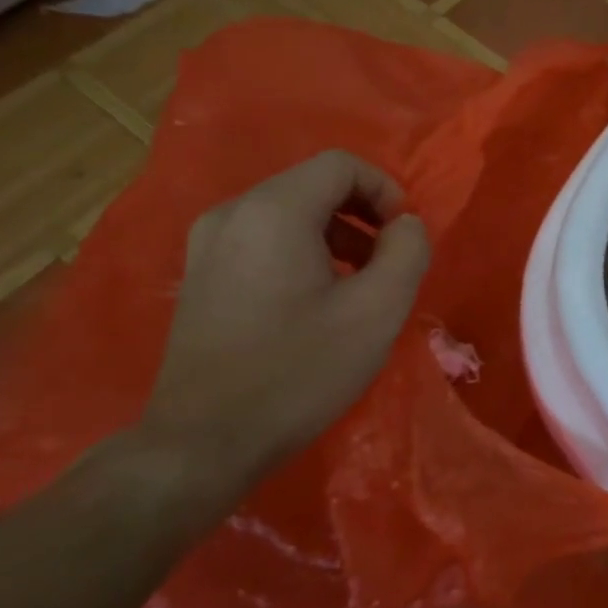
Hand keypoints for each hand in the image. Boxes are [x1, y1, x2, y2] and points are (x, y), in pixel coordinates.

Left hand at [138, 150, 430, 494]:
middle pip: (313, 185)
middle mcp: (233, 213)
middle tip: (388, 263)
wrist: (203, 442)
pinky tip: (315, 302)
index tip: (404, 237)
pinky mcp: (200, 275)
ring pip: (288, 213)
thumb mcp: (378, 311)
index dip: (385, 190)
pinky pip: (263, 239)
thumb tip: (406, 226)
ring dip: (335, 235)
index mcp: (274, 211)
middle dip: (362, 215)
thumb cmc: (299, 371)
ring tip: (358, 285)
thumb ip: (408, 251)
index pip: (341, 165)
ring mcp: (207, 244)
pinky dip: (302, 252)